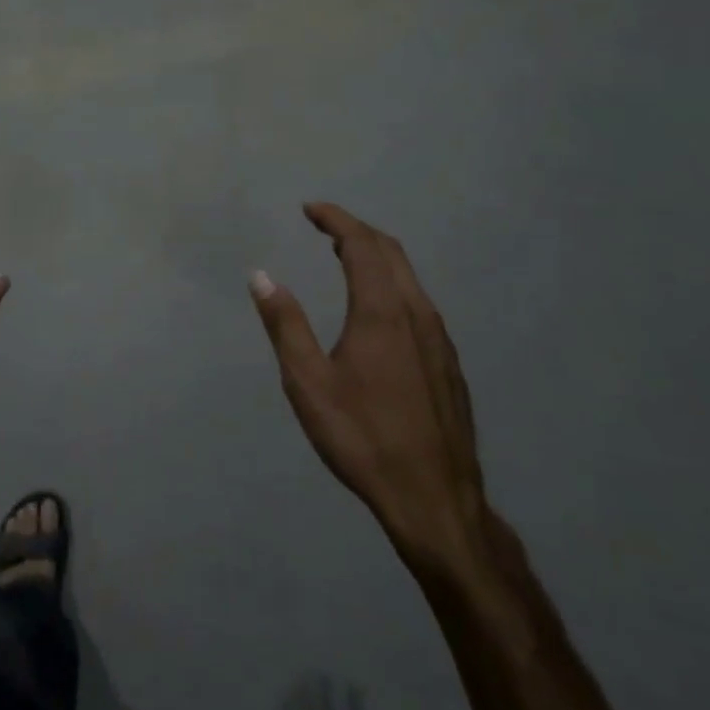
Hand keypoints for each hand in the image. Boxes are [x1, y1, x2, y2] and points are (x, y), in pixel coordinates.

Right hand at [250, 203, 490, 578]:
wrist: (435, 500)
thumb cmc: (363, 437)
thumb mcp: (308, 382)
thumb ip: (285, 324)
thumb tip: (261, 275)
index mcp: (382, 311)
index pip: (361, 245)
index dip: (335, 220)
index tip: (310, 209)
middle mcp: (417, 314)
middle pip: (390, 252)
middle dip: (356, 231)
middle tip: (324, 228)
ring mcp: (439, 339)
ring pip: (409, 277)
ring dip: (376, 256)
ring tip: (344, 257)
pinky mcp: (448, 363)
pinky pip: (418, 302)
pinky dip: (392, 283)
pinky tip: (376, 308)